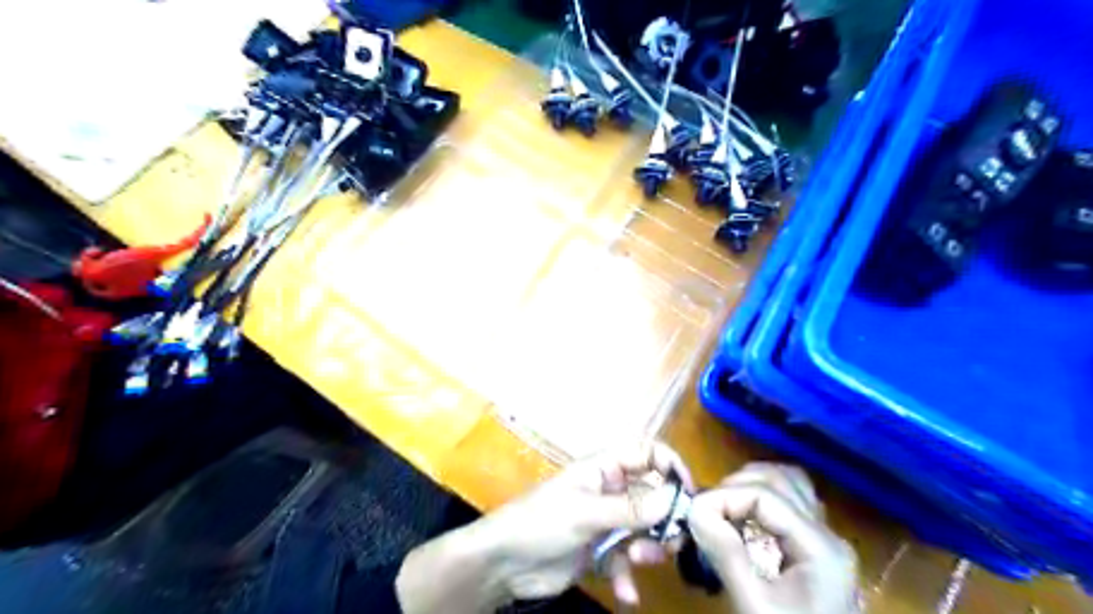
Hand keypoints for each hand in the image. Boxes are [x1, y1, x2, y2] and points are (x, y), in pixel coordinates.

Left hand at [482, 442, 695, 604]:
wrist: (504, 563)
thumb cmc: (541, 522)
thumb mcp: (586, 513)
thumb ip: (631, 509)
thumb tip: (674, 498)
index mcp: (604, 468)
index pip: (646, 453)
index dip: (670, 466)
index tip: (688, 493)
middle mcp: (610, 491)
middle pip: (653, 497)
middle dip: (663, 519)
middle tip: (669, 540)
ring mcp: (606, 522)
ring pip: (645, 530)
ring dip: (647, 548)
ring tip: (635, 561)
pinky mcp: (601, 551)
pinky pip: (627, 560)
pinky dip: (628, 575)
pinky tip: (625, 592)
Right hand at [685, 466, 857, 613]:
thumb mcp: (755, 606)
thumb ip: (727, 555)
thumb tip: (694, 510)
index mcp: (820, 546)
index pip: (766, 495)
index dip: (725, 496)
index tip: (694, 512)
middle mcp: (829, 534)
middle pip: (781, 480)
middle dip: (737, 486)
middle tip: (707, 509)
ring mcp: (826, 542)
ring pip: (790, 486)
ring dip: (752, 486)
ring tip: (723, 507)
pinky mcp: (817, 551)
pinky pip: (792, 505)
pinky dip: (765, 500)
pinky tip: (745, 517)